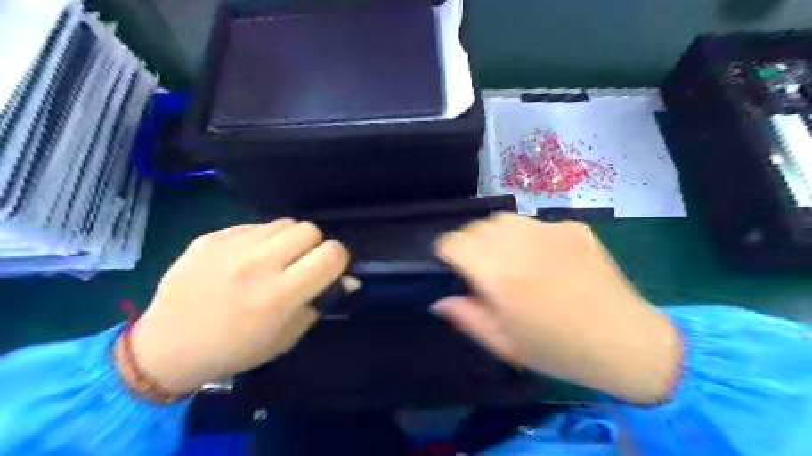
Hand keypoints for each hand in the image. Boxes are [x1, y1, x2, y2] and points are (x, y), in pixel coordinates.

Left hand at [126, 219, 348, 393]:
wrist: (168, 347)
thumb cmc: (236, 349)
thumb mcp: (287, 337)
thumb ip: (320, 302)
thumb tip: (348, 279)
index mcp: (280, 295)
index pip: (332, 254)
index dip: (338, 260)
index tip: (328, 270)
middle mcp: (257, 265)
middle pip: (310, 230)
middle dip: (314, 246)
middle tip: (300, 264)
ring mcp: (230, 247)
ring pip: (284, 222)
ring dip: (288, 239)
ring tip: (274, 259)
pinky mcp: (210, 237)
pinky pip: (253, 226)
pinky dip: (260, 239)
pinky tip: (245, 259)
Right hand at [435, 212, 679, 403]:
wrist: (625, 342)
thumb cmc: (556, 349)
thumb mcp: (502, 341)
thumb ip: (464, 315)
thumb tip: (439, 299)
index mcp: (496, 270)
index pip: (453, 242)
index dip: (447, 255)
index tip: (455, 271)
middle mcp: (519, 241)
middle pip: (476, 227)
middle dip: (472, 246)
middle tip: (486, 273)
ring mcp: (549, 229)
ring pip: (505, 220)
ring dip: (498, 237)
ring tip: (513, 262)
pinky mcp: (573, 227)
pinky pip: (537, 225)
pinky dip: (530, 238)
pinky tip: (547, 262)